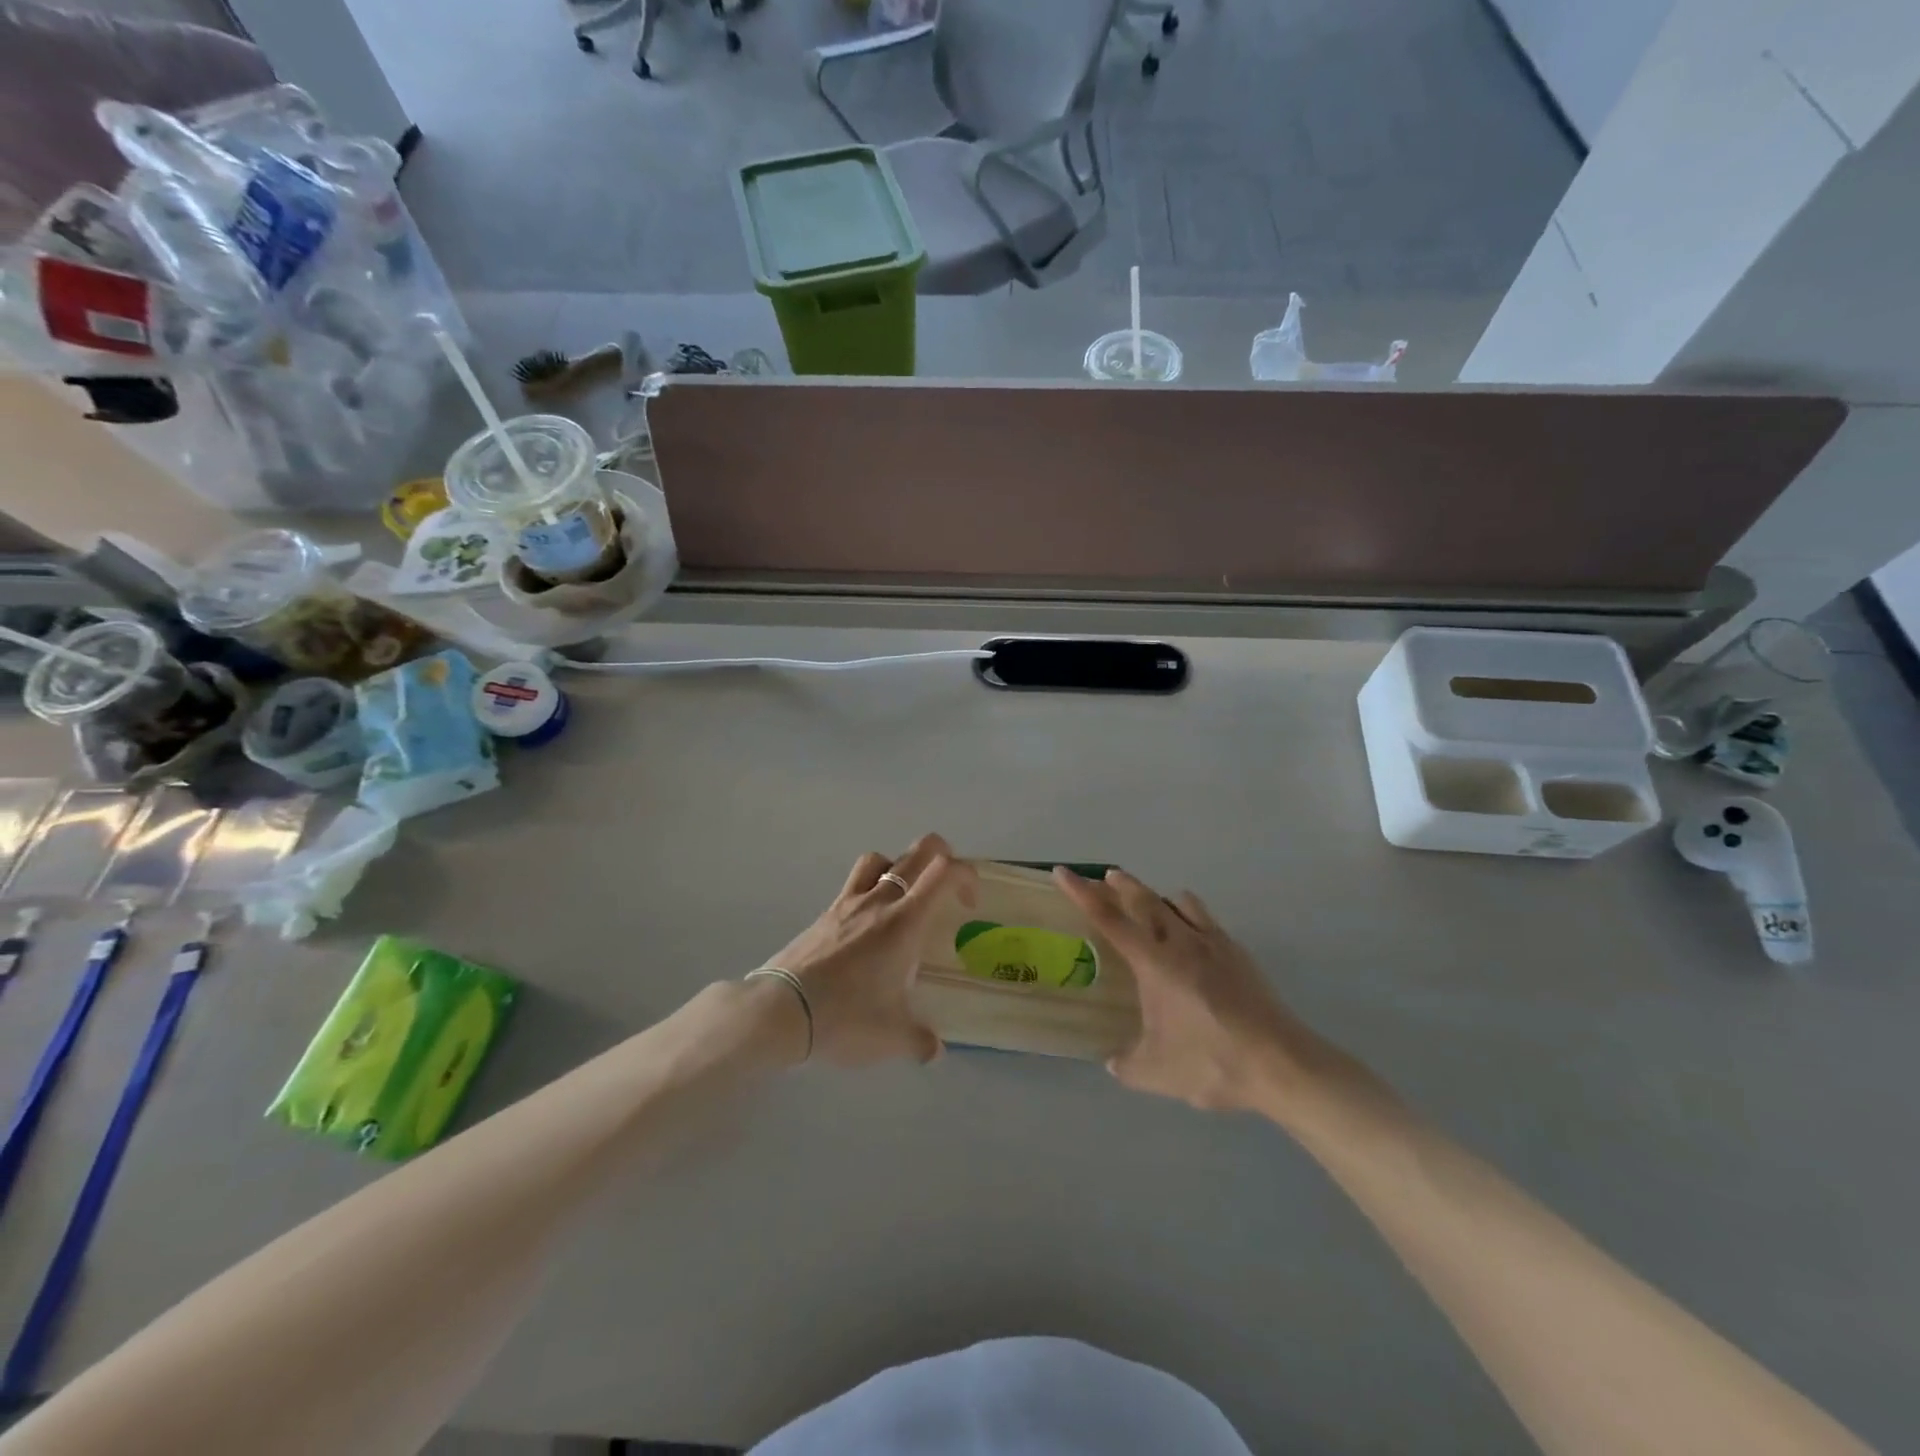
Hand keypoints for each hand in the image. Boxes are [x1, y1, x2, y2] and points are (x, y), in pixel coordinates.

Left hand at [760, 834, 973, 1067]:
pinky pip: (853, 884)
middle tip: (945, 889)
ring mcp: (848, 903)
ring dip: (899, 868)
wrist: (780, 1010)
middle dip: (942, 856)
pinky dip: (868, 890)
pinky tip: (867, 926)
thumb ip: (920, 1041)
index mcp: (905, 921)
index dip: (967, 876)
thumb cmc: (844, 1017)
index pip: (944, 872)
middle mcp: (879, 901)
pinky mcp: (825, 914)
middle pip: (917, 852)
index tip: (968, 906)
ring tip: (903, 900)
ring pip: (880, 859)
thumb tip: (935, 1050)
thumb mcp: (891, 1037)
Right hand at [1053, 866, 1339, 1115]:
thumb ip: (1128, 1065)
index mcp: (1154, 964)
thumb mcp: (1157, 1073)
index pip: (1109, 919)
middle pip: (1144, 899)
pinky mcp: (1238, 953)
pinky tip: (1192, 934)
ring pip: (1179, 903)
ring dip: (1157, 896)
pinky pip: (1206, 920)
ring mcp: (1213, 944)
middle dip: (1121, 885)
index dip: (1082, 893)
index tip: (1063, 872)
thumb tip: (1113, 1060)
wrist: (1281, 1064)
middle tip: (1106, 877)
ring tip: (1150, 901)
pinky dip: (1189, 915)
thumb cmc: (1212, 1063)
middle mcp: (1181, 943)